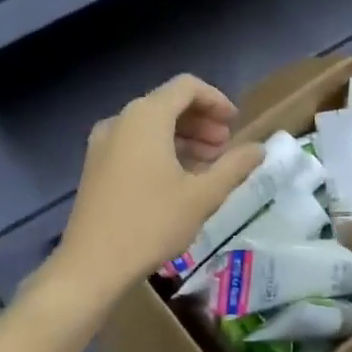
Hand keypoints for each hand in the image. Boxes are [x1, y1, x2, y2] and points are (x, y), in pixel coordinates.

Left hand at [52, 75, 265, 299]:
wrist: (92, 264)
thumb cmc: (151, 223)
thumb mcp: (202, 195)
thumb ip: (235, 166)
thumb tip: (260, 149)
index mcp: (146, 117)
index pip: (187, 87)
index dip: (216, 100)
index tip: (235, 123)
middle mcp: (121, 120)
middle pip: (168, 103)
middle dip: (201, 121)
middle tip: (225, 147)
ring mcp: (103, 142)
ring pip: (150, 125)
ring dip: (183, 137)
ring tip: (207, 165)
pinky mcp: (95, 165)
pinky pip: (134, 143)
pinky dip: (161, 149)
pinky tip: (178, 179)